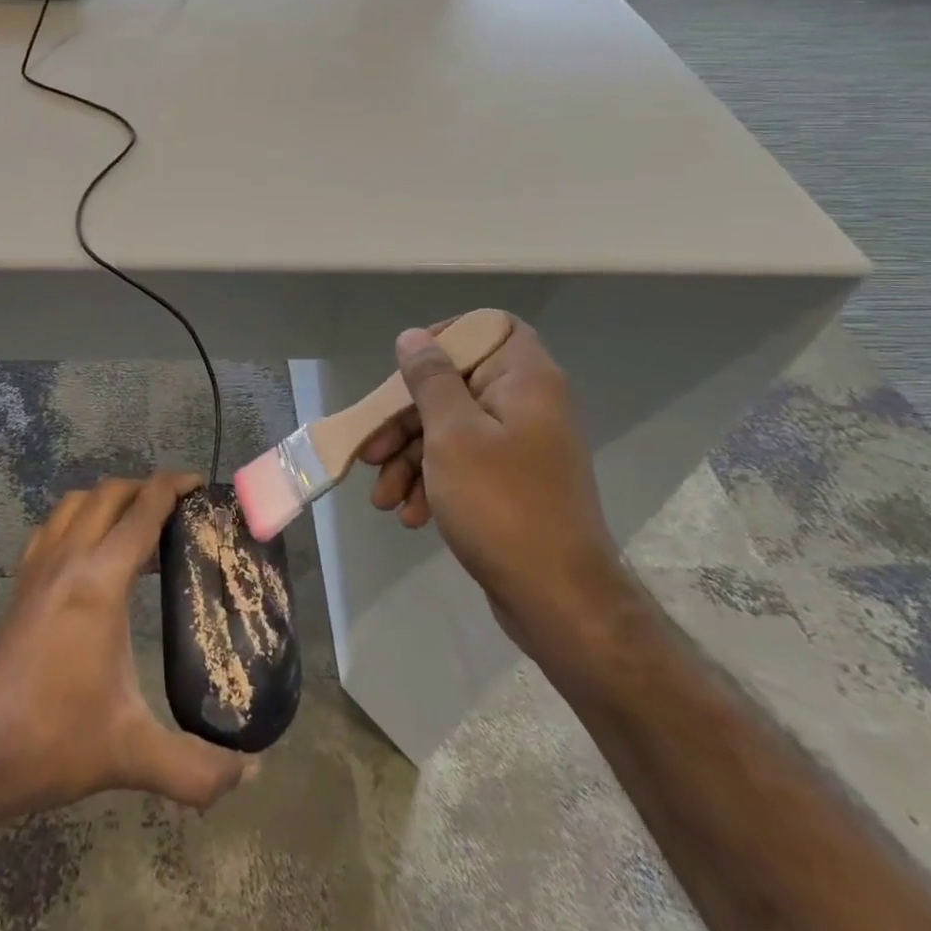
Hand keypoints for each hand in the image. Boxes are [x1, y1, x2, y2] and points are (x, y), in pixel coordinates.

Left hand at [0, 472, 252, 819]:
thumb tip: (251, 773)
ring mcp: (36, 569)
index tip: (199, 484)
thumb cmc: (53, 739)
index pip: (142, 510)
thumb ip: (196, 767)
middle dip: (144, 488)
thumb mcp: (131, 754)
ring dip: (108, 500)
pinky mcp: (17, 586)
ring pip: (74, 504)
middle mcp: (67, 559)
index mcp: (100, 580)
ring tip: (135, 527)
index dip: (173, 487)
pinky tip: (87, 556)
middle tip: (176, 509)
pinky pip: (51, 529)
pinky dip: (76, 521)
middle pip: (108, 494)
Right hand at [359, 317, 624, 651]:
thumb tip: (413, 336)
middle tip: (371, 450)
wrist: (559, 602)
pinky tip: (408, 515)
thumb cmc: (502, 503)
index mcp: (524, 381)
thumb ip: (430, 379)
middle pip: (455, 385)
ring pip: (451, 430)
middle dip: (405, 419)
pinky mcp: (510, 484)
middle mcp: (526, 406)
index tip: (408, 366)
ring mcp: (519, 448)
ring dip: (410, 460)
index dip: (447, 336)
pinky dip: (432, 483)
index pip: (489, 327)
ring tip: (382, 498)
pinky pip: (462, 465)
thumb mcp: (452, 434)